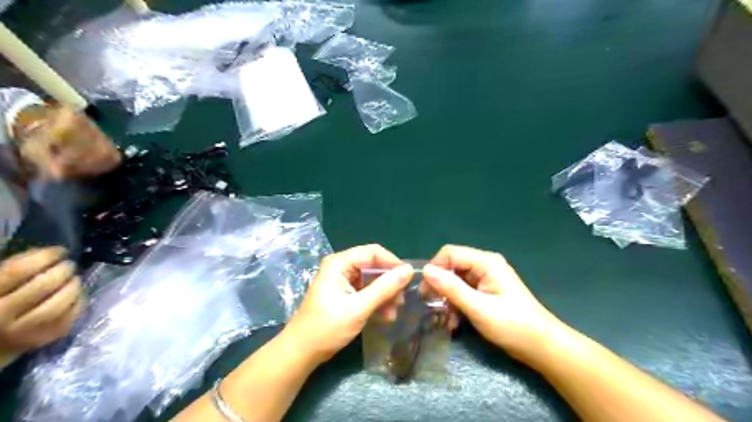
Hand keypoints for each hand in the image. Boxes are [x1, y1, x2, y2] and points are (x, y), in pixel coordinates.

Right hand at [0, 247, 82, 352]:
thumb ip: (12, 272)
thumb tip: (43, 254)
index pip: (18, 271)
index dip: (44, 256)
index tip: (59, 250)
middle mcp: (2, 315)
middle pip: (44, 285)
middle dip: (63, 271)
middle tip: (69, 265)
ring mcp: (24, 331)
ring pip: (59, 303)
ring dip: (73, 286)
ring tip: (74, 279)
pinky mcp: (44, 339)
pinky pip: (70, 317)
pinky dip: (78, 302)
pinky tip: (76, 295)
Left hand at [283, 244, 413, 364]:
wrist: (302, 352)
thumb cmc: (327, 327)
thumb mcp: (359, 307)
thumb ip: (384, 288)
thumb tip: (408, 270)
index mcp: (339, 263)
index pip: (372, 252)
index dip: (392, 262)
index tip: (409, 278)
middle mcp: (341, 267)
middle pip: (372, 266)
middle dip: (389, 282)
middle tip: (401, 299)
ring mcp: (342, 281)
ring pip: (371, 280)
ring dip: (384, 294)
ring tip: (394, 311)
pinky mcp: (344, 294)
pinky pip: (365, 291)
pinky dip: (376, 301)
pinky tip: (385, 316)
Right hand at [422, 245, 562, 364]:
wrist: (541, 347)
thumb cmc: (513, 326)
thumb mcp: (479, 308)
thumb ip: (452, 288)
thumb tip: (426, 270)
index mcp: (486, 262)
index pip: (450, 253)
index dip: (435, 268)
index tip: (425, 290)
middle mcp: (485, 265)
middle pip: (452, 266)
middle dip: (439, 285)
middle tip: (430, 305)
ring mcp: (486, 278)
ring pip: (456, 280)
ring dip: (447, 297)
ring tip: (443, 318)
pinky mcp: (486, 291)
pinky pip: (463, 291)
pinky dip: (456, 303)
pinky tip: (453, 321)